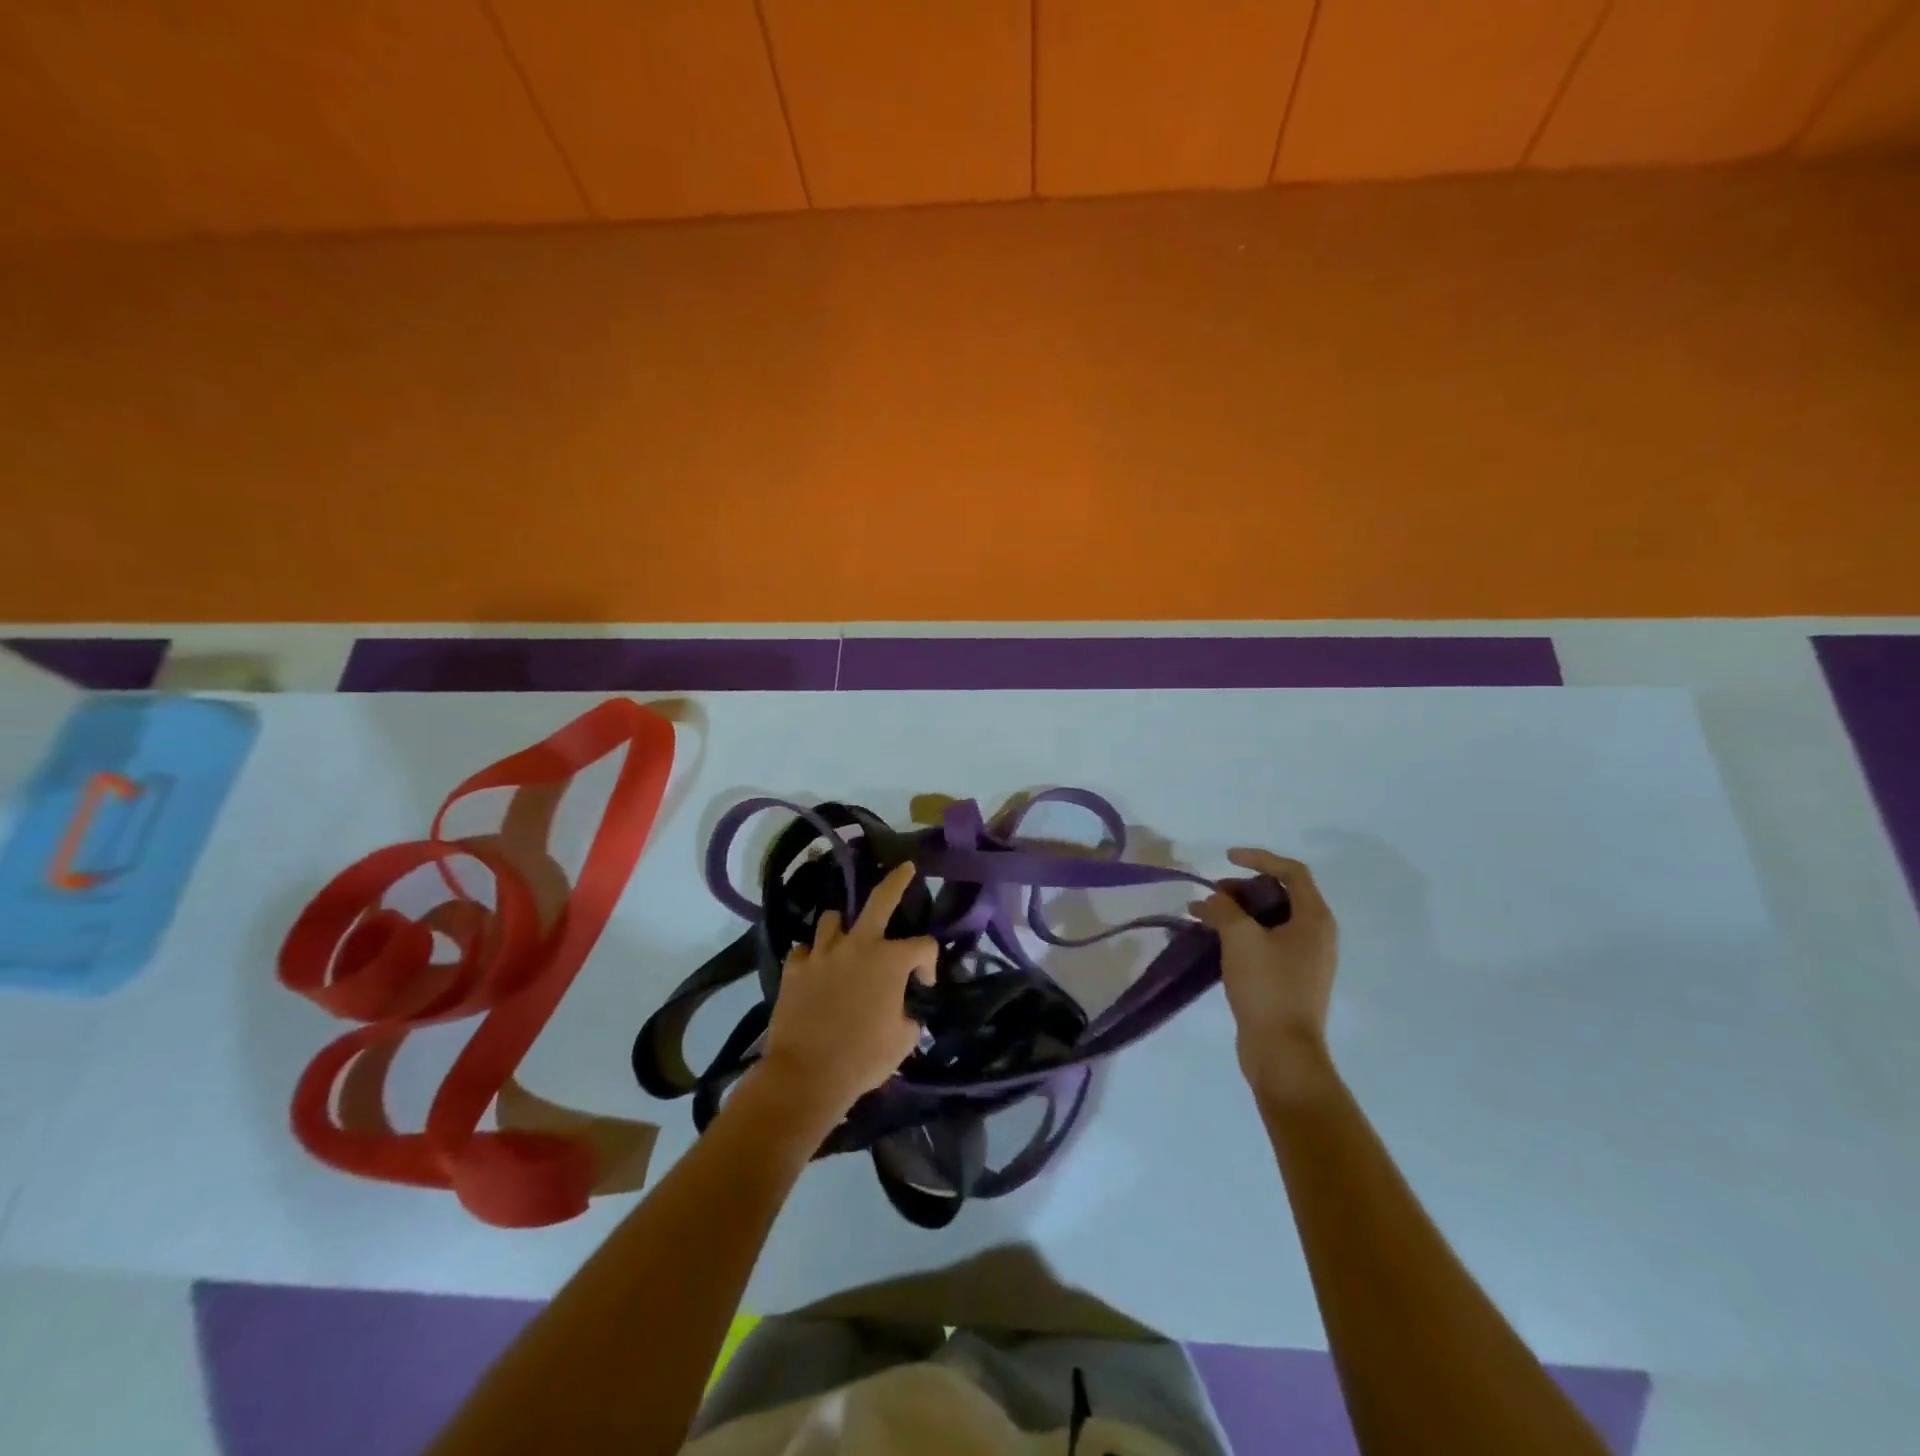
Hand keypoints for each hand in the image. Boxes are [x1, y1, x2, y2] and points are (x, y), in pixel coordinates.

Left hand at [758, 861, 937, 1125]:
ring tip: (846, 938)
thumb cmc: (863, 1059)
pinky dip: (812, 956)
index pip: (923, 945)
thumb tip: (905, 1013)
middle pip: (880, 899)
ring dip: (843, 926)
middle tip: (904, 868)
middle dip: (896, 881)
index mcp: (890, 960)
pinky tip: (815, 968)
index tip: (925, 984)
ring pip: (833, 919)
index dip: (930, 963)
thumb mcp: (902, 1042)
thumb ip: (909, 1018)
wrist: (806, 1075)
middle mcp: (857, 946)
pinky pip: (804, 950)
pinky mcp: (794, 968)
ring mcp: (822, 953)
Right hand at [1192, 849, 1337, 1094]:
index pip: (1292, 872)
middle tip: (1213, 893)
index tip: (1227, 858)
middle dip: (1244, 887)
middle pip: (1282, 895)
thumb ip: (1224, 909)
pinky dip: (1242, 934)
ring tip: (1205, 915)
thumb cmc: (1267, 987)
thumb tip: (1212, 900)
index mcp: (1315, 919)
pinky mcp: (1290, 979)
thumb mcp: (1240, 938)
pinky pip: (1266, 943)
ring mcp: (1305, 959)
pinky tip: (1214, 941)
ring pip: (1271, 920)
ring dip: (1238, 911)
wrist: (1282, 1052)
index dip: (1259, 858)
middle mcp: (1316, 935)